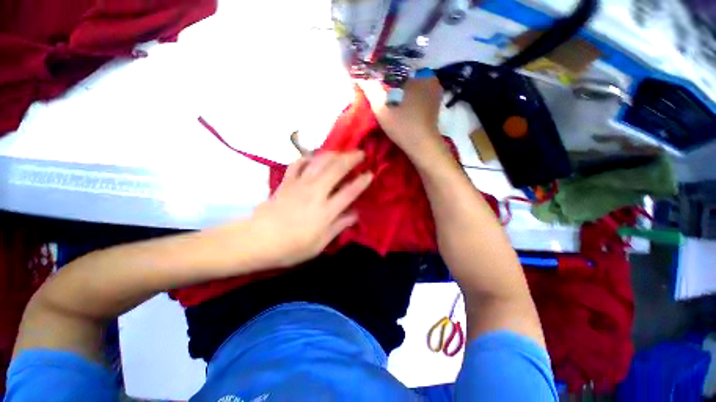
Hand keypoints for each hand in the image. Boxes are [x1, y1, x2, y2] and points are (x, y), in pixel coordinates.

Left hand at [249, 151, 372, 267]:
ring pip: (319, 162)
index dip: (362, 181)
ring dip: (333, 154)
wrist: (257, 240)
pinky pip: (297, 164)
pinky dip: (307, 157)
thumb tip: (355, 214)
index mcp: (325, 211)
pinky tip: (312, 157)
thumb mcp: (320, 244)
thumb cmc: (291, 247)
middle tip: (361, 153)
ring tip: (342, 152)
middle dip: (351, 158)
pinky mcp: (286, 182)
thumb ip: (339, 226)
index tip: (370, 174)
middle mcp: (315, 193)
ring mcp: (299, 184)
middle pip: (336, 169)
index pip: (349, 192)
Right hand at [357, 74, 443, 152]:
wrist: (422, 146)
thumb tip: (361, 78)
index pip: (398, 68)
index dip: (385, 74)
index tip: (376, 83)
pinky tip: (402, 107)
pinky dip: (410, 99)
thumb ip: (371, 91)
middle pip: (406, 77)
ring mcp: (435, 93)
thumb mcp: (382, 108)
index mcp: (420, 75)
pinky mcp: (435, 106)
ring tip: (390, 100)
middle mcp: (431, 79)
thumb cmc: (403, 125)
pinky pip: (419, 96)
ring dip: (402, 92)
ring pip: (413, 87)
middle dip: (393, 83)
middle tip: (382, 93)